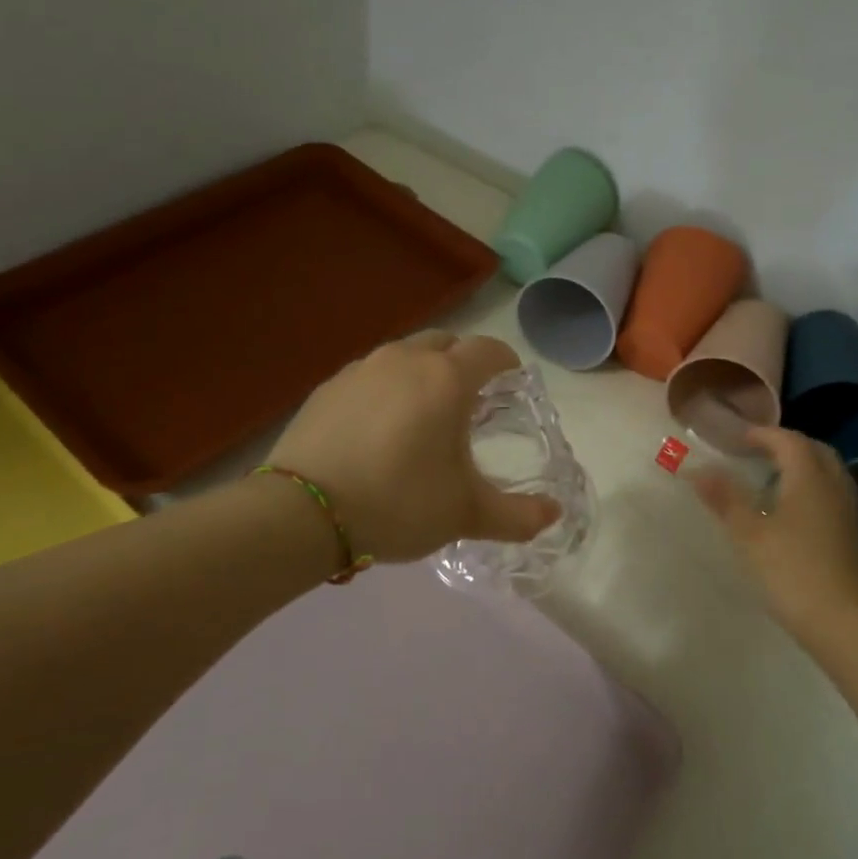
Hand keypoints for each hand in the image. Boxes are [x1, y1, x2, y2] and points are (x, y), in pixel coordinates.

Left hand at [266, 331, 560, 564]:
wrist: (303, 513)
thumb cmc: (398, 503)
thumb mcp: (465, 514)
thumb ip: (517, 515)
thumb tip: (554, 514)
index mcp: (446, 379)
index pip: (488, 350)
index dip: (506, 363)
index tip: (512, 383)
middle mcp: (404, 360)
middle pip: (445, 343)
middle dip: (463, 363)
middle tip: (468, 401)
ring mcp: (361, 369)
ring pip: (404, 356)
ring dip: (422, 373)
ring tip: (422, 414)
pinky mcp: (327, 387)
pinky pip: (370, 376)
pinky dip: (385, 389)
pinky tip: (378, 428)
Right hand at [691, 427, 857, 646]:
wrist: (845, 622)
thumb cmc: (792, 570)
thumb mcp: (749, 534)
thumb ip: (725, 498)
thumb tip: (697, 469)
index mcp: (809, 479)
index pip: (789, 441)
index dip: (763, 434)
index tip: (737, 438)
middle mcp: (834, 488)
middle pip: (815, 451)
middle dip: (787, 445)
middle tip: (758, 452)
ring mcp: (847, 513)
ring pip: (827, 474)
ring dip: (802, 467)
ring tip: (771, 479)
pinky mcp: (851, 537)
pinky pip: (831, 496)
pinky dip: (810, 490)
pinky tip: (790, 512)